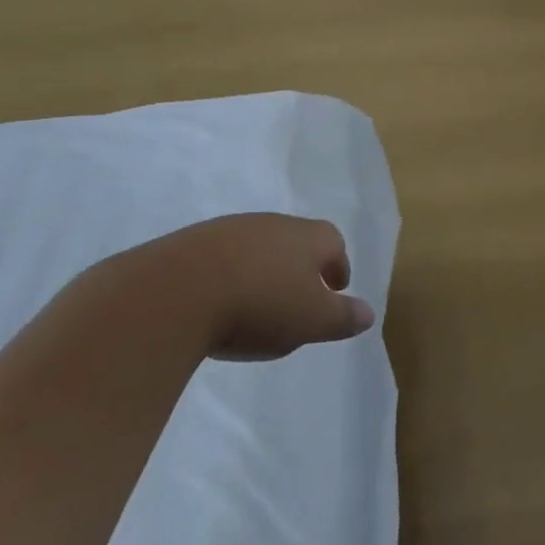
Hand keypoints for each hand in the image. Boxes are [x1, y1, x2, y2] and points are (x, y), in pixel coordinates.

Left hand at [141, 213, 375, 360]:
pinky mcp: (191, 243)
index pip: (333, 242)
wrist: (176, 291)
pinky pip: (220, 257)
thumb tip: (368, 313)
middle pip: (296, 239)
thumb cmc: (259, 304)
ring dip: (262, 268)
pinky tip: (218, 301)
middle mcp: (273, 224)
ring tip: (256, 302)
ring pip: (257, 246)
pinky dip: (227, 275)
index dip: (337, 265)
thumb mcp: (311, 320)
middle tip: (298, 296)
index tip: (336, 288)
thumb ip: (342, 317)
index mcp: (308, 237)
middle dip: (300, 265)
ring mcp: (230, 229)